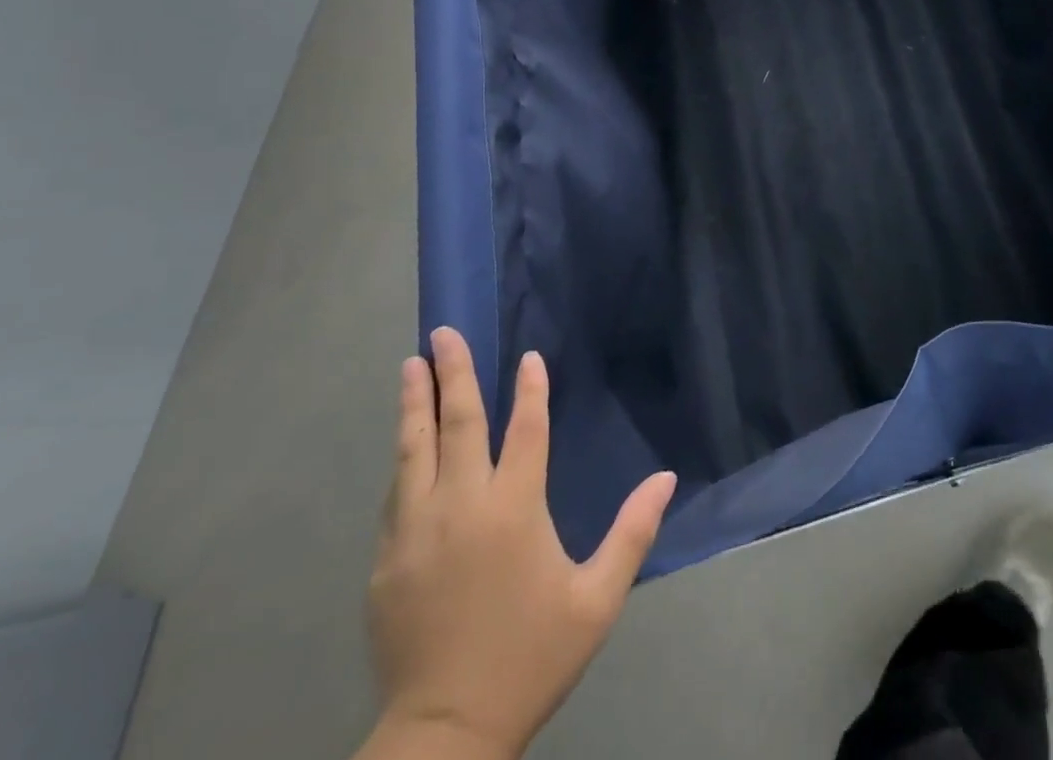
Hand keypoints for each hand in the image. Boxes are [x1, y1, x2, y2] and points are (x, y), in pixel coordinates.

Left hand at [366, 329, 676, 758]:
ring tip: (412, 364)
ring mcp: (415, 532)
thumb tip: (667, 477)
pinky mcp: (385, 562)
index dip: (530, 390)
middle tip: (444, 332)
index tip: (528, 356)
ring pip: (414, 451)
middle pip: (458, 424)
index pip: (525, 430)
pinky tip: (404, 442)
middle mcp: (462, 507)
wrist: (444, 736)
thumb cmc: (529, 658)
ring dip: (416, 404)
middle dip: (455, 374)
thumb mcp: (596, 600)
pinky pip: (396, 494)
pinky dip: (403, 458)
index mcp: (514, 510)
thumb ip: (632, 533)